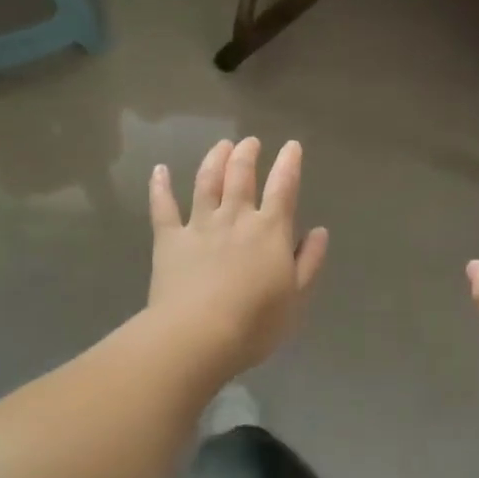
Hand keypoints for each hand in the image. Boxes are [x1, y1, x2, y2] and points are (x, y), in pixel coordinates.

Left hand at [147, 138, 329, 376]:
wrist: (198, 335)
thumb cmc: (256, 322)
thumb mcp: (296, 297)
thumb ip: (309, 261)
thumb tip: (320, 231)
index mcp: (270, 230)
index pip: (283, 187)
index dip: (289, 164)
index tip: (291, 146)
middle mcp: (235, 218)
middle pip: (241, 175)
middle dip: (247, 154)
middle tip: (250, 142)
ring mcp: (199, 225)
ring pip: (206, 182)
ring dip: (214, 159)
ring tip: (221, 145)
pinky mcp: (169, 239)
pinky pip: (163, 207)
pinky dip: (160, 186)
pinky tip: (159, 170)